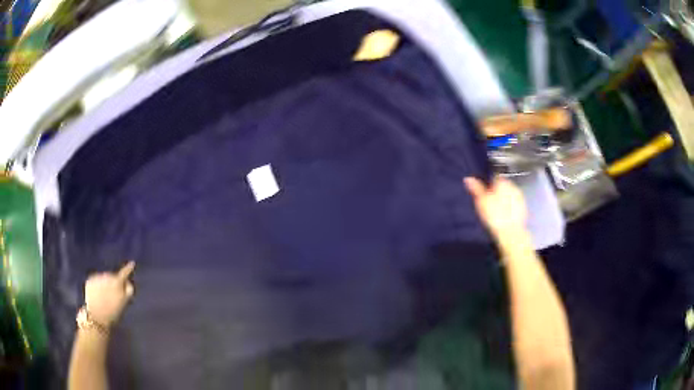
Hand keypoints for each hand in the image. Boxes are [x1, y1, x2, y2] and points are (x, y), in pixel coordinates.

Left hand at [84, 261, 135, 326]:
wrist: (96, 317)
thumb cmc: (113, 313)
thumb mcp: (124, 304)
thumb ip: (128, 292)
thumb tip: (128, 283)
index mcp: (117, 283)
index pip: (124, 273)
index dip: (128, 269)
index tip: (132, 263)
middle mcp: (107, 276)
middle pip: (113, 277)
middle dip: (114, 283)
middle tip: (114, 296)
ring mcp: (97, 277)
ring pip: (103, 279)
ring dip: (105, 285)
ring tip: (104, 298)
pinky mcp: (89, 280)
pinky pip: (95, 281)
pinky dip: (97, 287)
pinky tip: (97, 296)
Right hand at [464, 177, 527, 238]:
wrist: (510, 232)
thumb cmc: (495, 216)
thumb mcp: (481, 201)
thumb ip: (476, 189)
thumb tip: (468, 179)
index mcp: (502, 182)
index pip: (494, 178)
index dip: (489, 186)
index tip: (485, 194)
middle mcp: (513, 187)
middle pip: (503, 186)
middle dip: (498, 192)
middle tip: (490, 204)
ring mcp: (520, 197)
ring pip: (510, 195)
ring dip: (505, 200)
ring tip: (498, 212)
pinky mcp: (524, 208)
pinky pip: (515, 204)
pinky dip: (511, 208)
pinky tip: (505, 216)